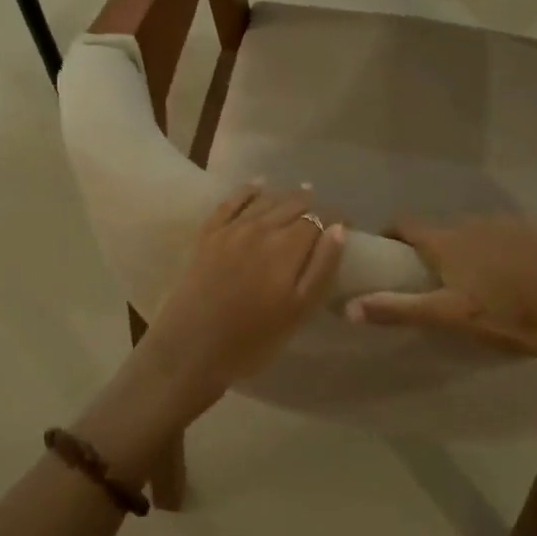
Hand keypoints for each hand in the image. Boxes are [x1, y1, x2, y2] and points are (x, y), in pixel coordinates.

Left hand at [138, 182, 345, 405]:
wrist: (190, 350)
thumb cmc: (252, 340)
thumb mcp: (298, 311)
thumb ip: (321, 268)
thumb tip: (338, 229)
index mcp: (287, 247)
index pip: (318, 219)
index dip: (335, 218)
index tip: (346, 225)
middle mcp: (261, 228)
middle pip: (293, 205)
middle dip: (312, 206)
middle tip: (323, 215)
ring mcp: (231, 229)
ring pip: (265, 200)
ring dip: (286, 197)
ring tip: (300, 196)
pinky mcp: (208, 235)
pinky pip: (231, 201)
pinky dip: (248, 190)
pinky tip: (257, 185)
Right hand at [346, 215, 536, 377]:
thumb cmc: (508, 318)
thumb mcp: (451, 318)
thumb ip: (399, 309)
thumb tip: (349, 306)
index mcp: (447, 241)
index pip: (405, 224)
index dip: (390, 236)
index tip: (384, 256)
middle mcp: (471, 222)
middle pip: (437, 230)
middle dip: (426, 249)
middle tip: (426, 280)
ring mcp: (504, 223)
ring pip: (468, 232)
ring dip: (459, 249)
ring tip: (466, 281)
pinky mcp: (531, 231)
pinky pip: (497, 235)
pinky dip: (489, 249)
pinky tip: (503, 276)